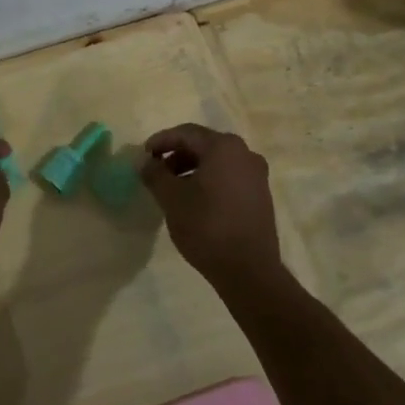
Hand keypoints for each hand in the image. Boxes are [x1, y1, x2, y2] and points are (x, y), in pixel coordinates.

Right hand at [140, 124, 282, 291]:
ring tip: (172, 187)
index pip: (186, 133)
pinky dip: (209, 180)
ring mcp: (256, 175)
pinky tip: (195, 199)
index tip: (144, 155)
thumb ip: (155, 174)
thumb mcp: (172, 198)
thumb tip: (144, 162)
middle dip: (176, 154)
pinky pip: (229, 176)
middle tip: (156, 170)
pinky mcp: (261, 195)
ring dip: (192, 168)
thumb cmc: (207, 226)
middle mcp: (244, 153)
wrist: (249, 271)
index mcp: (223, 147)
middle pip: (203, 145)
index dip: (161, 141)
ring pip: (217, 161)